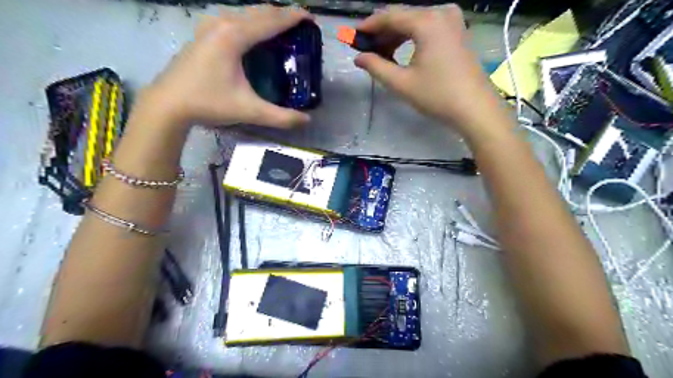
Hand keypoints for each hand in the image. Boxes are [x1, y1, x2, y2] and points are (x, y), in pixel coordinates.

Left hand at [144, 6, 310, 127]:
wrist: (168, 103)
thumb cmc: (209, 103)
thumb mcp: (249, 111)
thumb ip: (281, 117)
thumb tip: (307, 120)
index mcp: (235, 36)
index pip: (271, 21)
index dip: (293, 17)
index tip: (311, 18)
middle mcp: (223, 24)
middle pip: (259, 11)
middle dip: (282, 14)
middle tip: (300, 24)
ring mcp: (209, 26)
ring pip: (244, 13)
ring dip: (266, 17)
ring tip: (281, 27)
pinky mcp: (203, 34)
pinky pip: (233, 19)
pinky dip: (250, 22)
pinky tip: (253, 34)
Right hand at [354, 4, 506, 134]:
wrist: (475, 108)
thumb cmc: (437, 95)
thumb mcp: (402, 83)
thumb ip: (376, 67)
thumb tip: (358, 58)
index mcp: (427, 22)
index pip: (390, 16)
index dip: (369, 26)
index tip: (353, 37)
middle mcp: (441, 13)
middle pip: (403, 17)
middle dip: (382, 33)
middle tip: (366, 50)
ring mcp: (453, 20)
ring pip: (415, 23)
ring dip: (396, 36)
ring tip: (382, 56)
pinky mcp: (458, 31)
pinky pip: (428, 28)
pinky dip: (412, 39)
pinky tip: (402, 54)